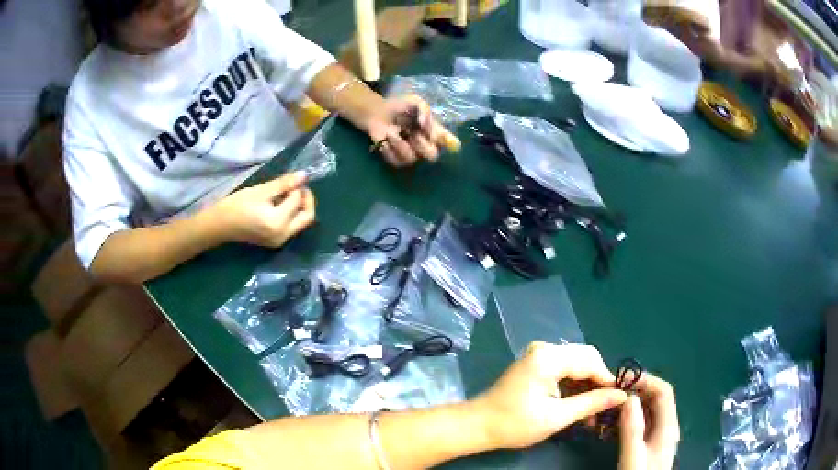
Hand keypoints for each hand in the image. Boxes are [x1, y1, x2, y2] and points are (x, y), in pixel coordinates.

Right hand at [210, 172, 315, 247]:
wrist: (220, 225)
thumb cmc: (236, 206)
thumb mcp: (261, 191)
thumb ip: (283, 184)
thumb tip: (303, 175)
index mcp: (279, 223)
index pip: (297, 201)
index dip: (297, 187)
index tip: (290, 178)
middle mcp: (283, 236)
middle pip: (307, 217)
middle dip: (306, 200)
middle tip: (296, 186)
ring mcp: (279, 241)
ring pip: (301, 222)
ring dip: (299, 207)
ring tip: (286, 194)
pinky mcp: (275, 242)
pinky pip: (291, 227)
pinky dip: (291, 214)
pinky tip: (280, 204)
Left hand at [366, 95, 460, 166]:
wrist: (378, 113)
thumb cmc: (399, 106)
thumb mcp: (414, 101)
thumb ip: (424, 110)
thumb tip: (424, 124)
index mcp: (433, 131)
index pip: (449, 141)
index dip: (451, 143)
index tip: (451, 142)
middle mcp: (425, 145)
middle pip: (432, 155)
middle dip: (422, 145)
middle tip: (414, 135)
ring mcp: (412, 154)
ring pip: (411, 158)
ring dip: (399, 144)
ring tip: (390, 132)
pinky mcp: (397, 160)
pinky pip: (396, 161)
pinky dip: (389, 150)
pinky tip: (384, 140)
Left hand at [473, 342, 627, 449]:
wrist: (478, 425)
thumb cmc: (515, 423)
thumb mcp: (557, 417)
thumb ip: (591, 403)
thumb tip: (621, 396)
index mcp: (549, 357)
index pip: (591, 361)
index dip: (608, 379)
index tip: (620, 398)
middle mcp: (545, 348)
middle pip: (585, 358)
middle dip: (598, 381)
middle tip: (607, 405)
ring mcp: (539, 355)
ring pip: (576, 363)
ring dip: (587, 385)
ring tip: (594, 410)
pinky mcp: (536, 364)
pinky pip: (564, 368)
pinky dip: (574, 385)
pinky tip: (579, 404)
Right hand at [618, 374, 679, 469]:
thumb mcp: (633, 456)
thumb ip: (633, 429)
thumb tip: (629, 397)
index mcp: (668, 426)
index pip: (663, 391)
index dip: (646, 380)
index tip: (622, 381)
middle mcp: (667, 426)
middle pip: (655, 399)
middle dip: (635, 392)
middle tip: (610, 394)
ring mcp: (658, 435)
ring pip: (647, 411)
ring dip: (629, 406)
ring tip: (607, 410)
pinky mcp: (649, 444)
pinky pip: (640, 424)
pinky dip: (626, 420)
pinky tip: (610, 427)